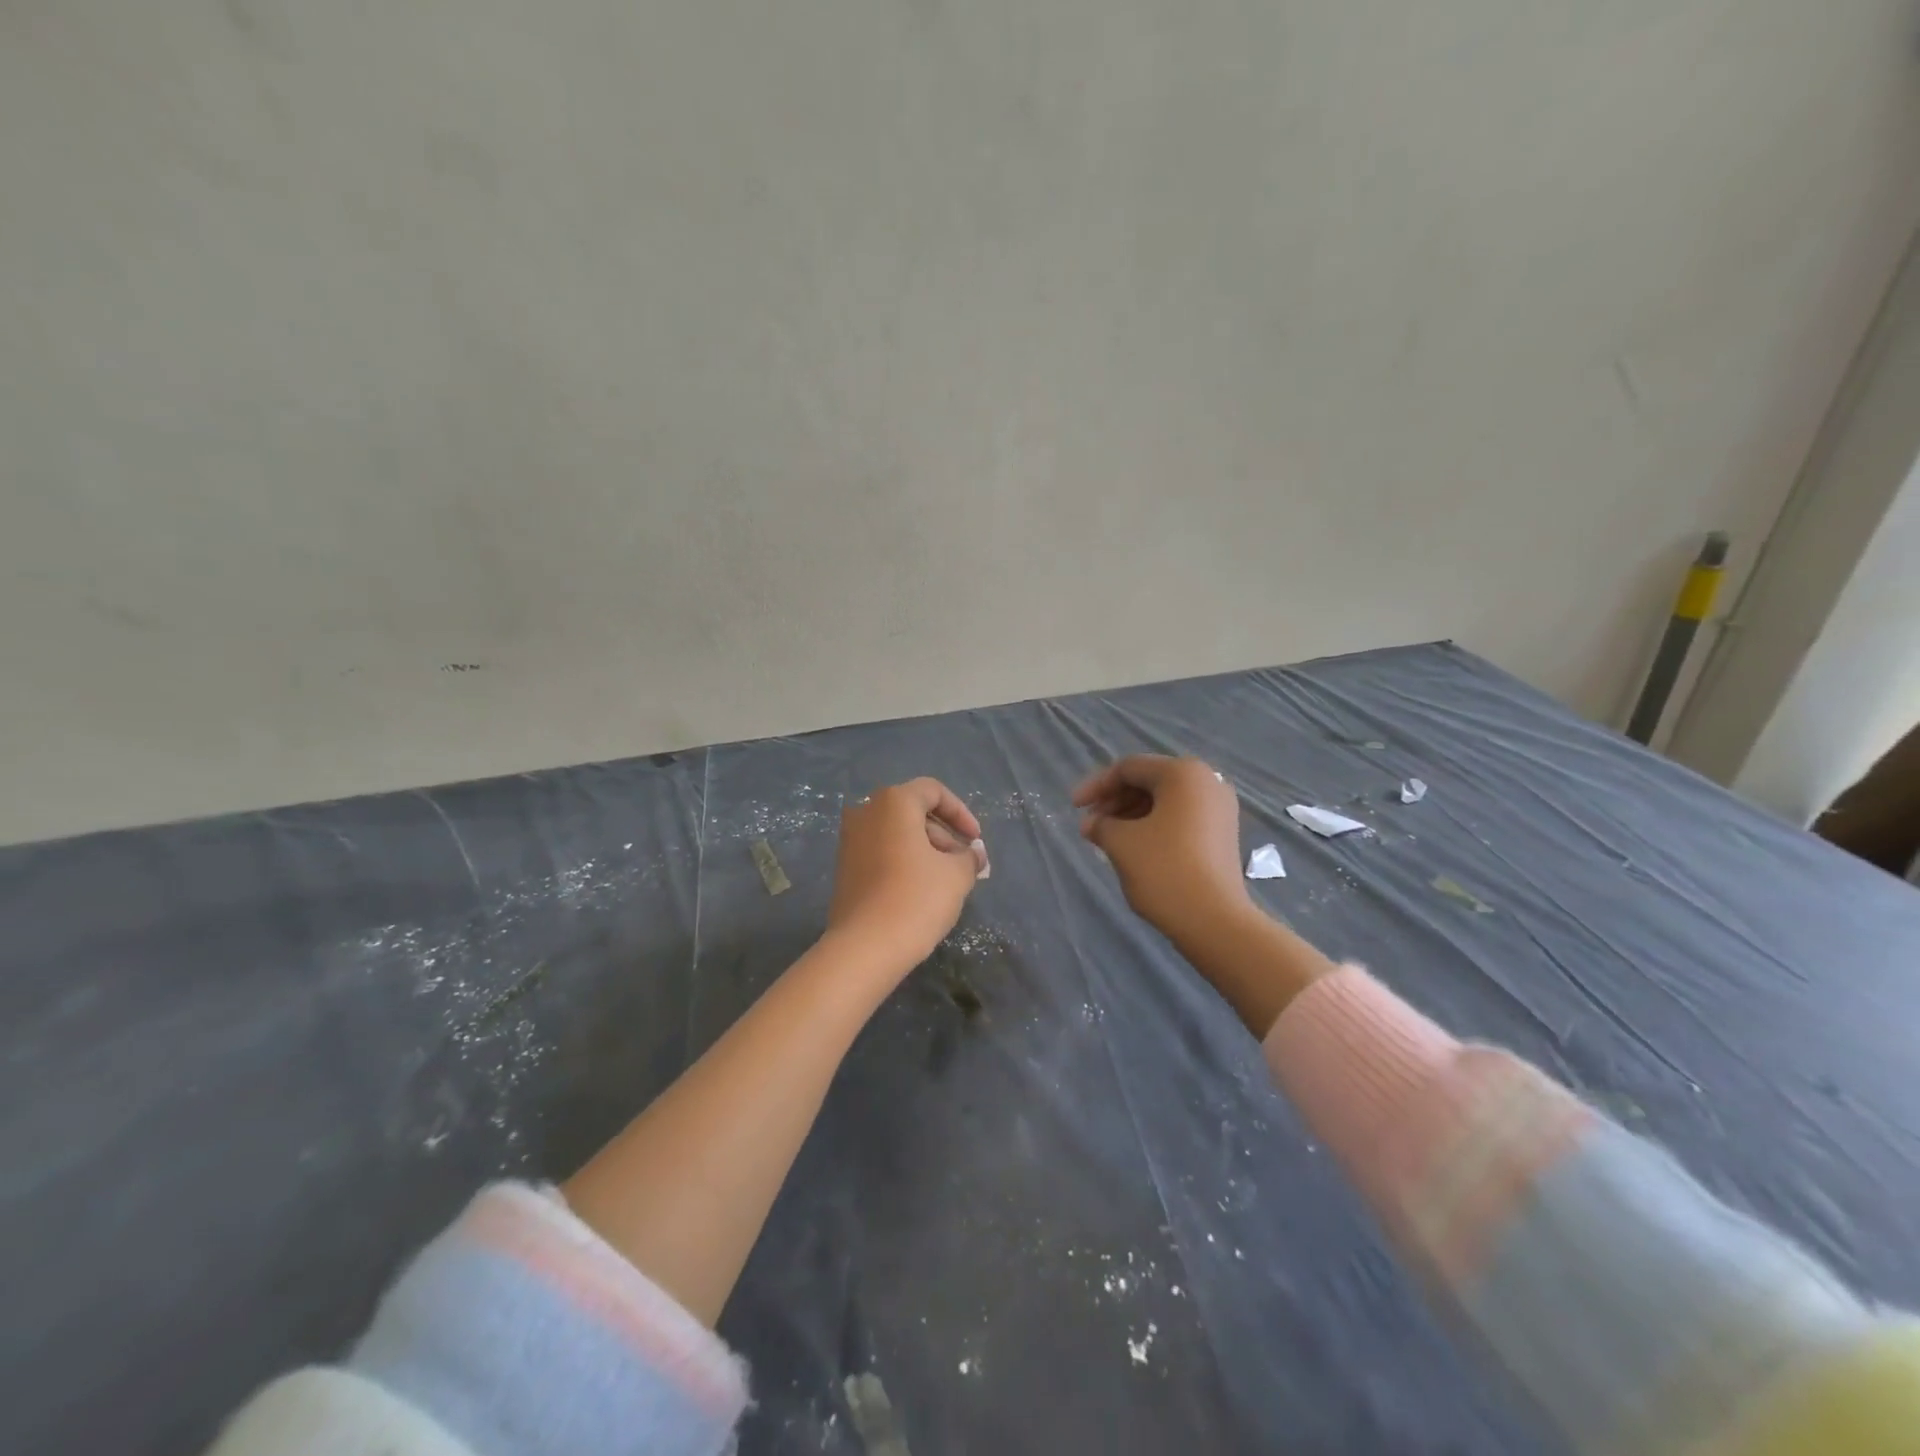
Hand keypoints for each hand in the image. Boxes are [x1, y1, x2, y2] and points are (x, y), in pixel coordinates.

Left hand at [827, 778, 986, 980]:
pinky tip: (922, 890)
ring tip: (948, 881)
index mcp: (893, 803)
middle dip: (945, 835)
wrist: (864, 947)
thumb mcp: (956, 875)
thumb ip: (969, 857)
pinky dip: (905, 861)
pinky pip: (882, 852)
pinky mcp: (845, 867)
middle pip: (914, 812)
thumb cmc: (916, 898)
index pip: (933, 791)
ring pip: (897, 833)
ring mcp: (850, 840)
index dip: (960, 812)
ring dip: (926, 850)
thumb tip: (973, 854)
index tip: (975, 840)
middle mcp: (866, 812)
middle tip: (965, 864)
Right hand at [1073, 756, 1249, 950]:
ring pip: (1165, 801)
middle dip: (1115, 801)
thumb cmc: (1164, 870)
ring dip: (1131, 815)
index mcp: (1182, 773)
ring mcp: (1219, 808)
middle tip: (1091, 826)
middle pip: (1149, 781)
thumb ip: (1100, 824)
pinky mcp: (1222, 833)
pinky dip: (1154, 825)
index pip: (1129, 768)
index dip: (1096, 786)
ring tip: (1107, 839)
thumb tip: (1093, 824)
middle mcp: (1207, 781)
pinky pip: (1181, 817)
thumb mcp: (1121, 842)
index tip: (1074, 808)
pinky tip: (1134, 847)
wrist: (1214, 921)